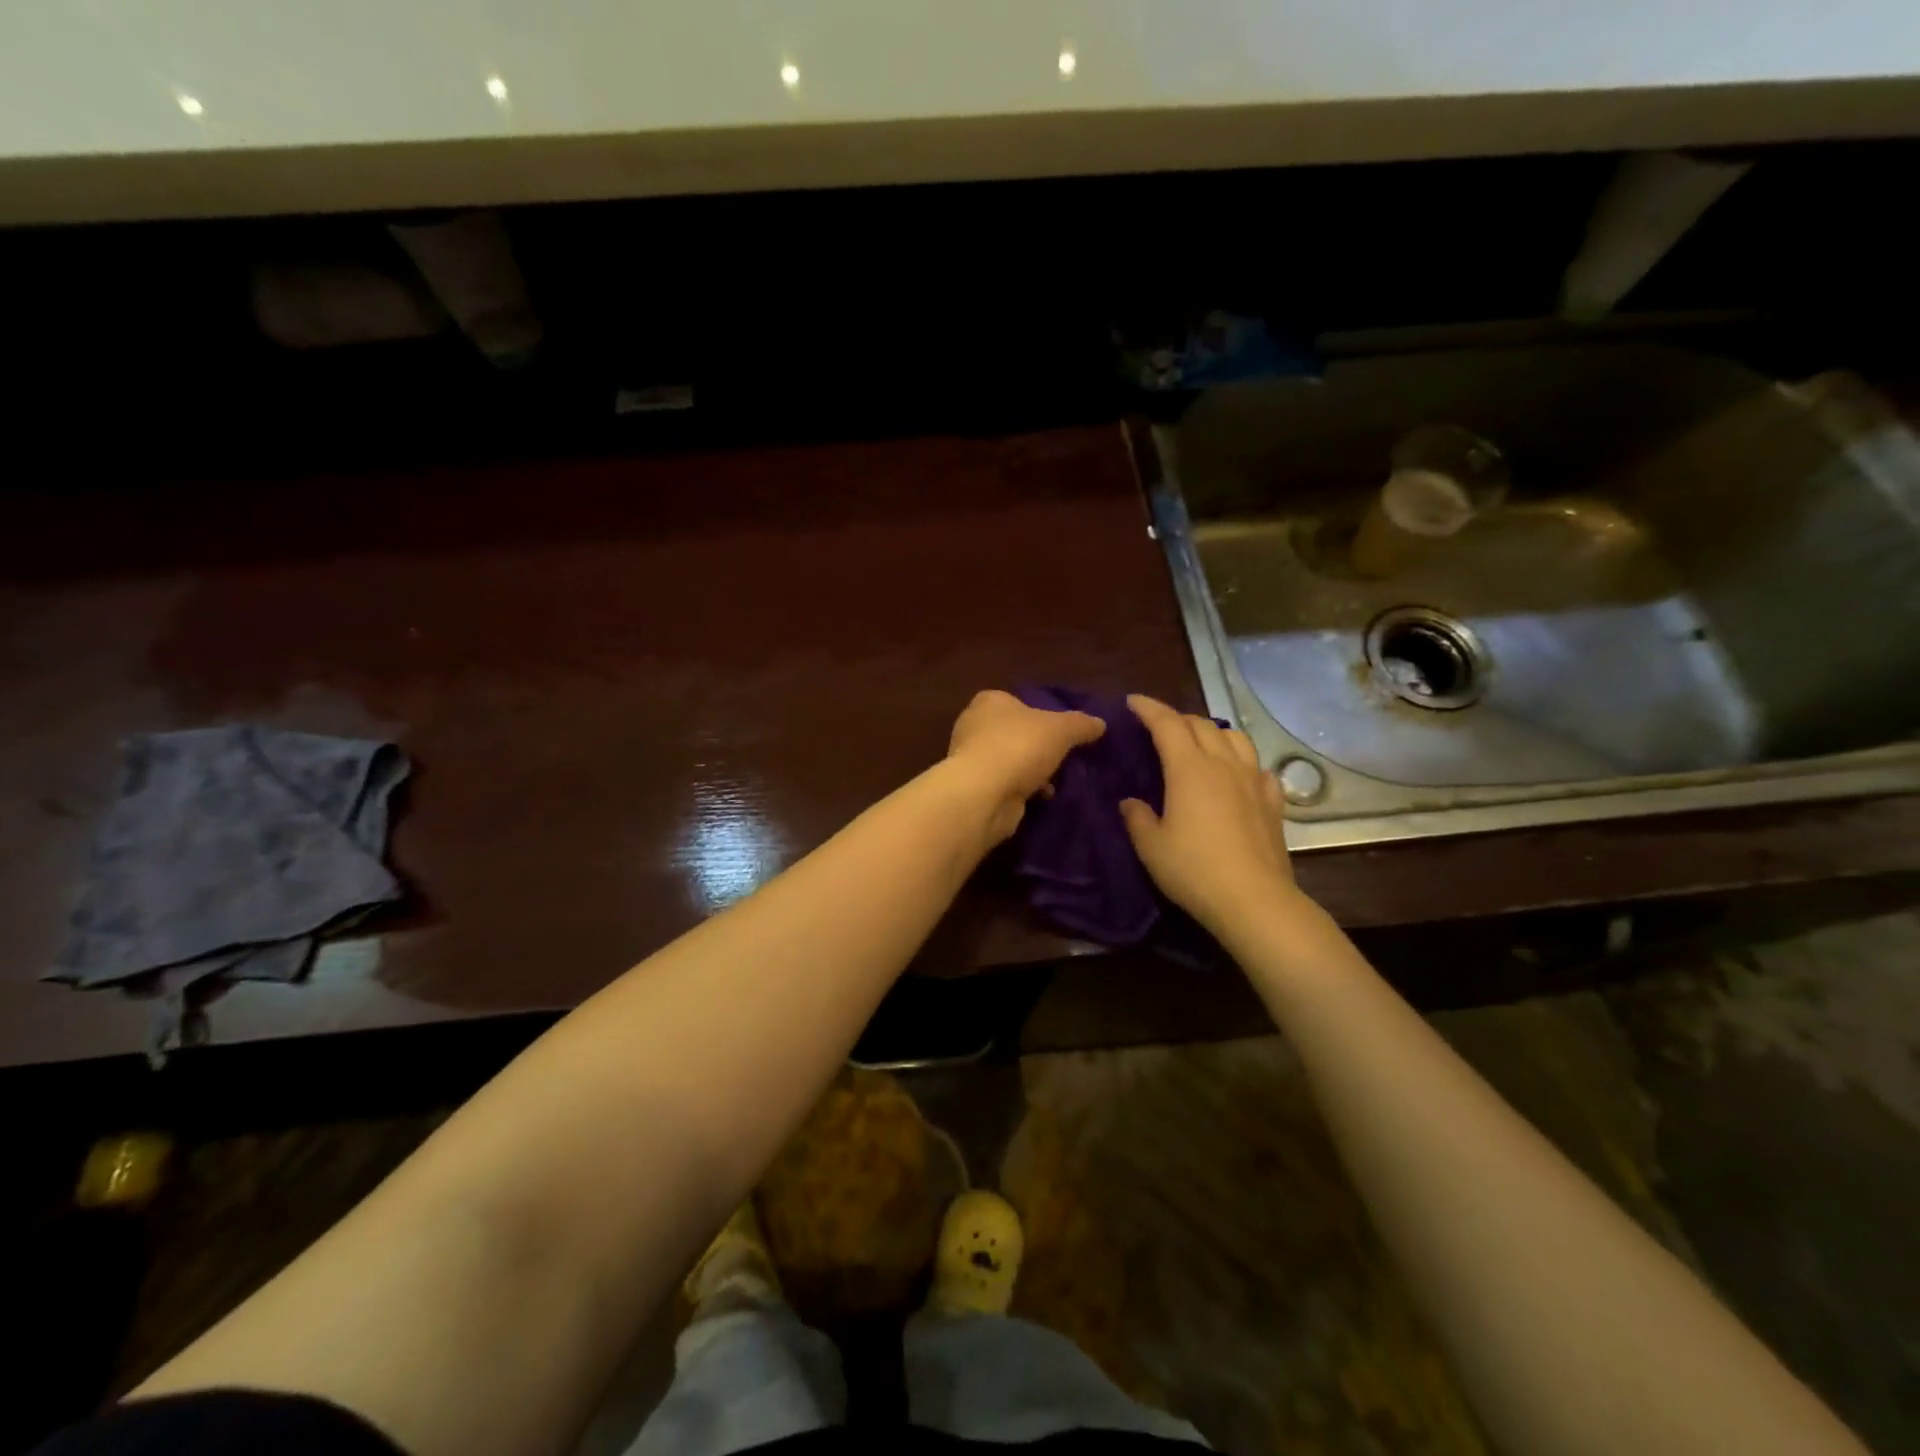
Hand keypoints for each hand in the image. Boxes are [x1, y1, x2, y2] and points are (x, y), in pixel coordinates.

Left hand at [946, 690, 1104, 842]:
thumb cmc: (1019, 746)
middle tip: (1063, 757)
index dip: (1040, 714)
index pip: (1017, 702)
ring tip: (1057, 780)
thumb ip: (1081, 724)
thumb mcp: (1061, 729)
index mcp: (990, 701)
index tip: (1061, 731)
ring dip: (1031, 771)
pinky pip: (1005, 784)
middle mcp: (974, 725)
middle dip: (1037, 746)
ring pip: (1010, 760)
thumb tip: (1100, 723)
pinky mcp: (974, 787)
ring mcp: (971, 758)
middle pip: (1014, 733)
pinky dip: (1022, 790)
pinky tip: (1043, 797)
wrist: (984, 793)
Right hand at [1120, 694, 1301, 935]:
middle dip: (1177, 718)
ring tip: (1200, 742)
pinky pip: (1258, 767)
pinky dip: (1242, 761)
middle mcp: (1223, 765)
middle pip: (1201, 725)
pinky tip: (1238, 775)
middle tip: (1159, 726)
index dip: (1149, 709)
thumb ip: (1138, 818)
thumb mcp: (1151, 847)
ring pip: (1235, 738)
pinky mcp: (1272, 803)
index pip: (1167, 724)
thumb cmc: (1194, 870)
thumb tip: (1131, 802)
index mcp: (1189, 769)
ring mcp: (1253, 781)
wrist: (1254, 900)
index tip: (1133, 702)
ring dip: (1213, 732)